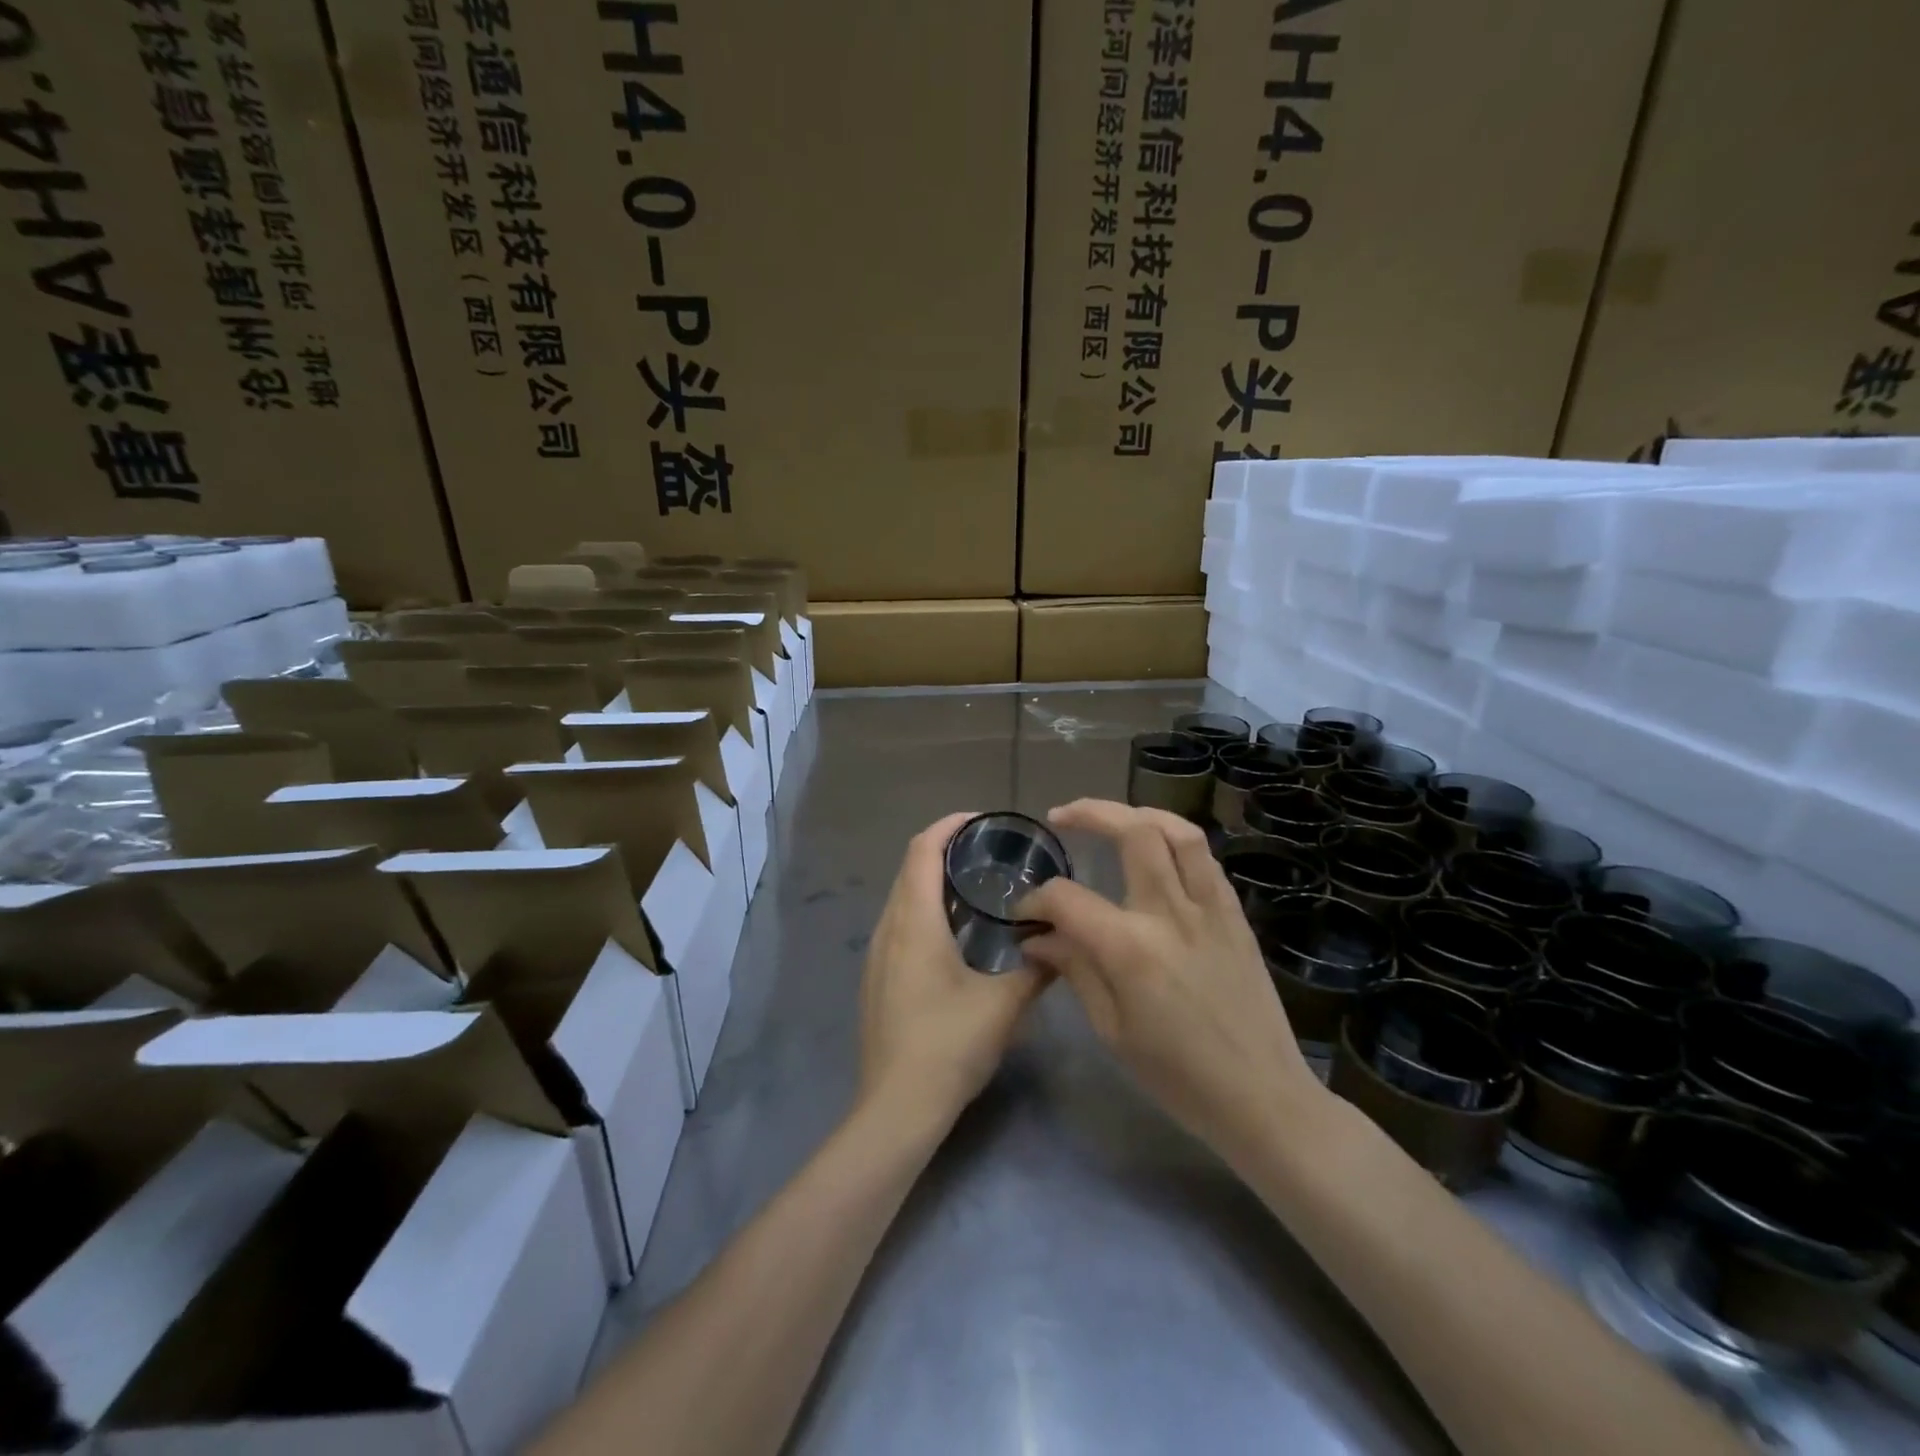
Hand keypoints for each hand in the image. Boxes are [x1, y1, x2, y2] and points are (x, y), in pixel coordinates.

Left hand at [858, 813, 1051, 1136]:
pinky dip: (923, 910)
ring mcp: (877, 955)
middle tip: (987, 852)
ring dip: (932, 882)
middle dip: (943, 850)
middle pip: (910, 869)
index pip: (922, 851)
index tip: (980, 820)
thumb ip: (1036, 970)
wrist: (897, 1107)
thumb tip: (1061, 945)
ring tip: (975, 888)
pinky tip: (953, 935)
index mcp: (915, 922)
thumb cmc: (949, 1045)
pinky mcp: (876, 979)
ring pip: (902, 898)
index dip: (948, 827)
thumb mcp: (1004, 1005)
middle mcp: (889, 929)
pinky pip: (898, 924)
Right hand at [1018, 799, 1325, 1167]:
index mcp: (1131, 949)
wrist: (1262, 1098)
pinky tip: (1157, 852)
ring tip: (1113, 817)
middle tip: (1061, 817)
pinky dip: (1176, 841)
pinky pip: (1205, 860)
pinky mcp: (1235, 915)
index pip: (1068, 899)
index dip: (1036, 900)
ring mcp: (1210, 909)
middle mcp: (1171, 913)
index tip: (1024, 912)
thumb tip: (1037, 936)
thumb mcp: (1112, 1030)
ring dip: (1139, 813)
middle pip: (1132, 832)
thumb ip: (1074, 969)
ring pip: (1179, 831)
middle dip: (1089, 813)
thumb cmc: (1178, 1076)